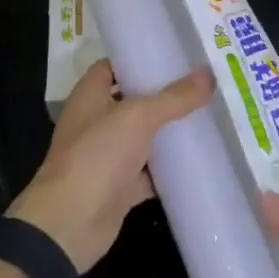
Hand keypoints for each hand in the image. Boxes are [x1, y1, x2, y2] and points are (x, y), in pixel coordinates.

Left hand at [8, 58, 214, 272]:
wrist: (70, 224)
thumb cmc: (96, 155)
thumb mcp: (138, 118)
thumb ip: (174, 98)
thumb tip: (209, 75)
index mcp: (91, 94)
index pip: (116, 65)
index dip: (141, 58)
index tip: (176, 53)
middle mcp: (97, 120)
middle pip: (135, 100)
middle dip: (165, 93)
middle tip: (203, 82)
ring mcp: (108, 154)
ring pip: (145, 136)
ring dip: (170, 130)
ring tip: (209, 113)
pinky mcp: (120, 185)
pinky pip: (151, 171)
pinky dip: (170, 167)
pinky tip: (200, 158)